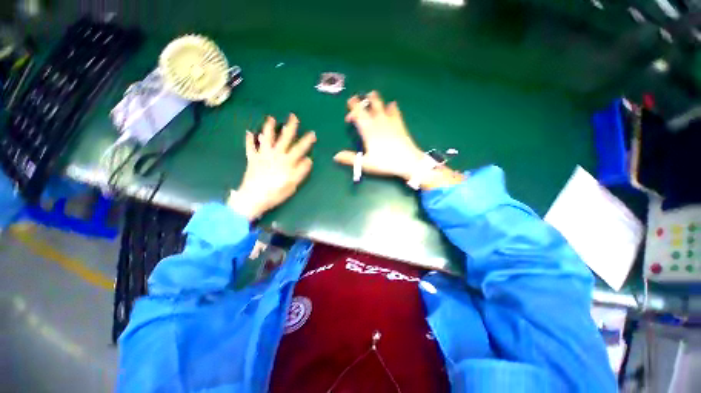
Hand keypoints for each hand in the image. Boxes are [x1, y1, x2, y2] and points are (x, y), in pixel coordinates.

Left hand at [228, 114, 315, 219]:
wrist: (254, 197)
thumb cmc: (276, 192)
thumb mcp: (292, 184)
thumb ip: (301, 171)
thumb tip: (309, 160)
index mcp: (286, 161)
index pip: (299, 148)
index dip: (306, 141)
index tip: (312, 133)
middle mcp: (275, 154)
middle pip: (284, 138)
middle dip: (290, 127)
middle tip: (293, 116)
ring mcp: (262, 155)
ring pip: (266, 138)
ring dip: (269, 128)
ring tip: (271, 118)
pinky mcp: (252, 159)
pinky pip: (250, 147)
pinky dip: (249, 140)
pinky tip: (249, 132)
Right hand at [334, 91, 464, 189]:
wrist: (408, 162)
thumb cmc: (385, 163)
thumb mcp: (366, 163)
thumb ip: (350, 159)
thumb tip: (335, 156)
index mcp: (369, 131)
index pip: (358, 114)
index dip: (352, 108)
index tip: (349, 104)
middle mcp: (378, 123)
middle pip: (369, 107)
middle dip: (362, 101)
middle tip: (357, 98)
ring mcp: (390, 122)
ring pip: (382, 106)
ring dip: (375, 100)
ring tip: (372, 94)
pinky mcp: (400, 125)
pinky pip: (395, 112)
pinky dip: (392, 107)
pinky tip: (391, 104)